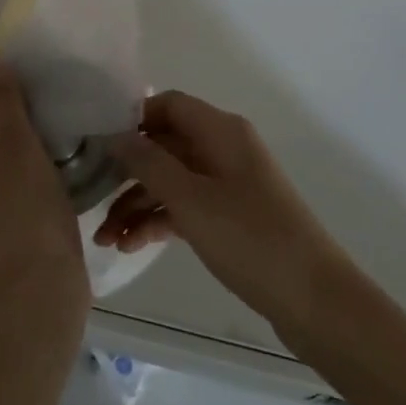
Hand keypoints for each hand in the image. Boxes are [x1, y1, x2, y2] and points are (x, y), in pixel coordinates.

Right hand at [98, 91, 356, 336]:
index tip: (96, 143)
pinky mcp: (230, 216)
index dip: (132, 118)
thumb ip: (149, 163)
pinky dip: (159, 220)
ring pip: (172, 179)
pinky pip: (186, 205)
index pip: (168, 105)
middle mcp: (224, 148)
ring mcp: (228, 183)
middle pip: (165, 144)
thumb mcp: (191, 200)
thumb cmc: (250, 238)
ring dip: (138, 203)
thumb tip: (114, 135)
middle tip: (91, 199)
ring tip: (105, 239)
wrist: (314, 299)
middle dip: (127, 172)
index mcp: (221, 130)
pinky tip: (131, 246)